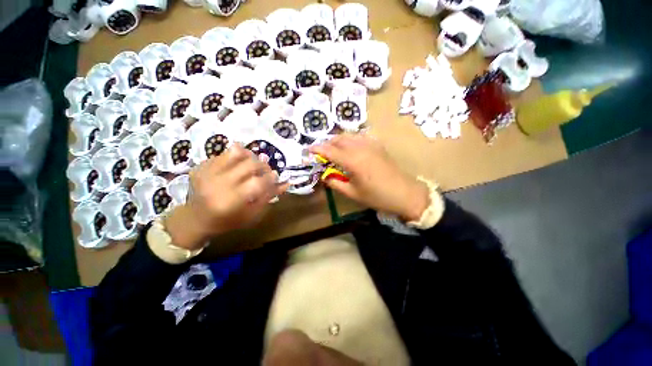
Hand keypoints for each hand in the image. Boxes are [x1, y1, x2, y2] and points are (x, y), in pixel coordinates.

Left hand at [164, 144, 287, 249]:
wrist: (196, 219)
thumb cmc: (228, 221)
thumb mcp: (252, 214)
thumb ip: (269, 197)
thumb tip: (286, 183)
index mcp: (231, 201)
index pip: (258, 182)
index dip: (271, 178)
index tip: (275, 176)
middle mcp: (218, 184)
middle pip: (249, 164)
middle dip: (263, 166)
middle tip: (266, 171)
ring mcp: (207, 172)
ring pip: (236, 153)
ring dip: (251, 156)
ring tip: (253, 163)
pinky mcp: (201, 166)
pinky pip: (224, 153)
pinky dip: (237, 156)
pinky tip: (239, 165)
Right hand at [310, 134, 428, 221]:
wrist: (404, 193)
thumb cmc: (377, 196)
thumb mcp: (353, 193)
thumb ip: (335, 183)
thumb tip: (325, 176)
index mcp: (353, 161)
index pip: (330, 150)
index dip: (317, 149)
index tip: (308, 149)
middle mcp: (361, 148)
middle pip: (339, 139)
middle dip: (327, 143)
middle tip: (321, 152)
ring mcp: (371, 144)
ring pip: (349, 136)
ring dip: (338, 140)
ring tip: (333, 150)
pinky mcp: (378, 145)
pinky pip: (359, 137)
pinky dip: (350, 140)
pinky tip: (349, 148)